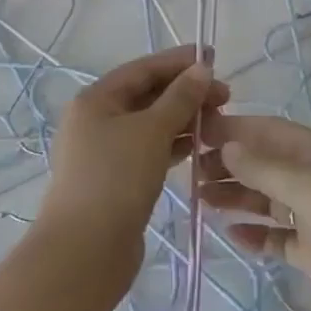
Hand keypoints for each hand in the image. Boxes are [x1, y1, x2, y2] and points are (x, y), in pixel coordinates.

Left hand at [39, 46, 226, 255]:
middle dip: (185, 92)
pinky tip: (198, 148)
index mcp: (96, 99)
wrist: (85, 253)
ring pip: (151, 125)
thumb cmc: (116, 179)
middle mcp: (97, 120)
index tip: (213, 58)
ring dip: (183, 119)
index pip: (143, 68)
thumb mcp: (151, 131)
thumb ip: (180, 98)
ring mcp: (105, 152)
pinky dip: (174, 145)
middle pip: (147, 95)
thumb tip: (202, 69)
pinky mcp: (117, 180)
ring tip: (218, 122)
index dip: (178, 62)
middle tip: (225, 97)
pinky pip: (150, 150)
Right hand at [199, 114, 310, 310]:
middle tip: (188, 172)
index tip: (194, 133)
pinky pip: (276, 237)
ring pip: (266, 199)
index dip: (233, 129)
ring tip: (199, 201)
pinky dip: (255, 234)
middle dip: (228, 164)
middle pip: (264, 164)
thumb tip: (227, 145)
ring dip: (235, 197)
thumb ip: (268, 169)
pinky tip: (231, 236)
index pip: (269, 131)